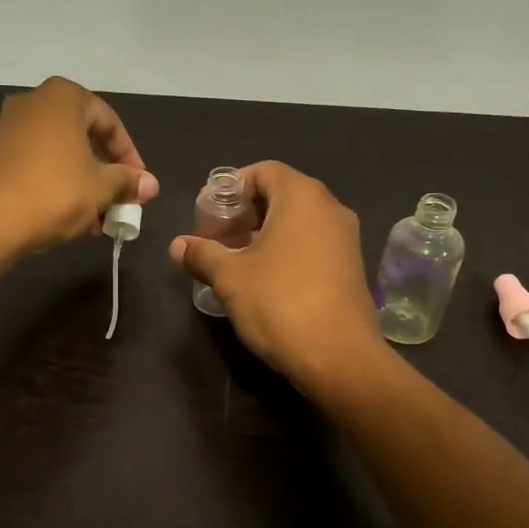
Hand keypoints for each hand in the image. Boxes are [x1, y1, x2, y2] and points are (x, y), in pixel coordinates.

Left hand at [0, 77, 158, 254]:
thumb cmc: (55, 192)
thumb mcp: (102, 187)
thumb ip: (127, 181)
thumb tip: (150, 184)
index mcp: (63, 97)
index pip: (109, 122)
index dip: (130, 156)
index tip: (140, 185)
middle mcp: (34, 103)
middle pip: (84, 137)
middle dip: (106, 173)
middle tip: (121, 201)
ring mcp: (9, 128)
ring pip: (61, 155)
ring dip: (85, 184)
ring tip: (100, 219)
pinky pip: (38, 165)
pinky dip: (59, 185)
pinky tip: (72, 218)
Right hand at [168, 161, 386, 392]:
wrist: (339, 357)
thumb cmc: (279, 302)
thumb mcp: (229, 277)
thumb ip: (202, 254)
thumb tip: (178, 245)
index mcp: (302, 197)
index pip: (263, 171)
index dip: (230, 187)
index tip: (207, 212)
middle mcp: (330, 209)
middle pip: (280, 195)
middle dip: (244, 213)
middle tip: (215, 238)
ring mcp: (345, 240)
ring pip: (297, 223)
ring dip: (263, 235)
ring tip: (233, 262)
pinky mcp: (350, 269)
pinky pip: (312, 245)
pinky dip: (285, 252)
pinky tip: (262, 281)